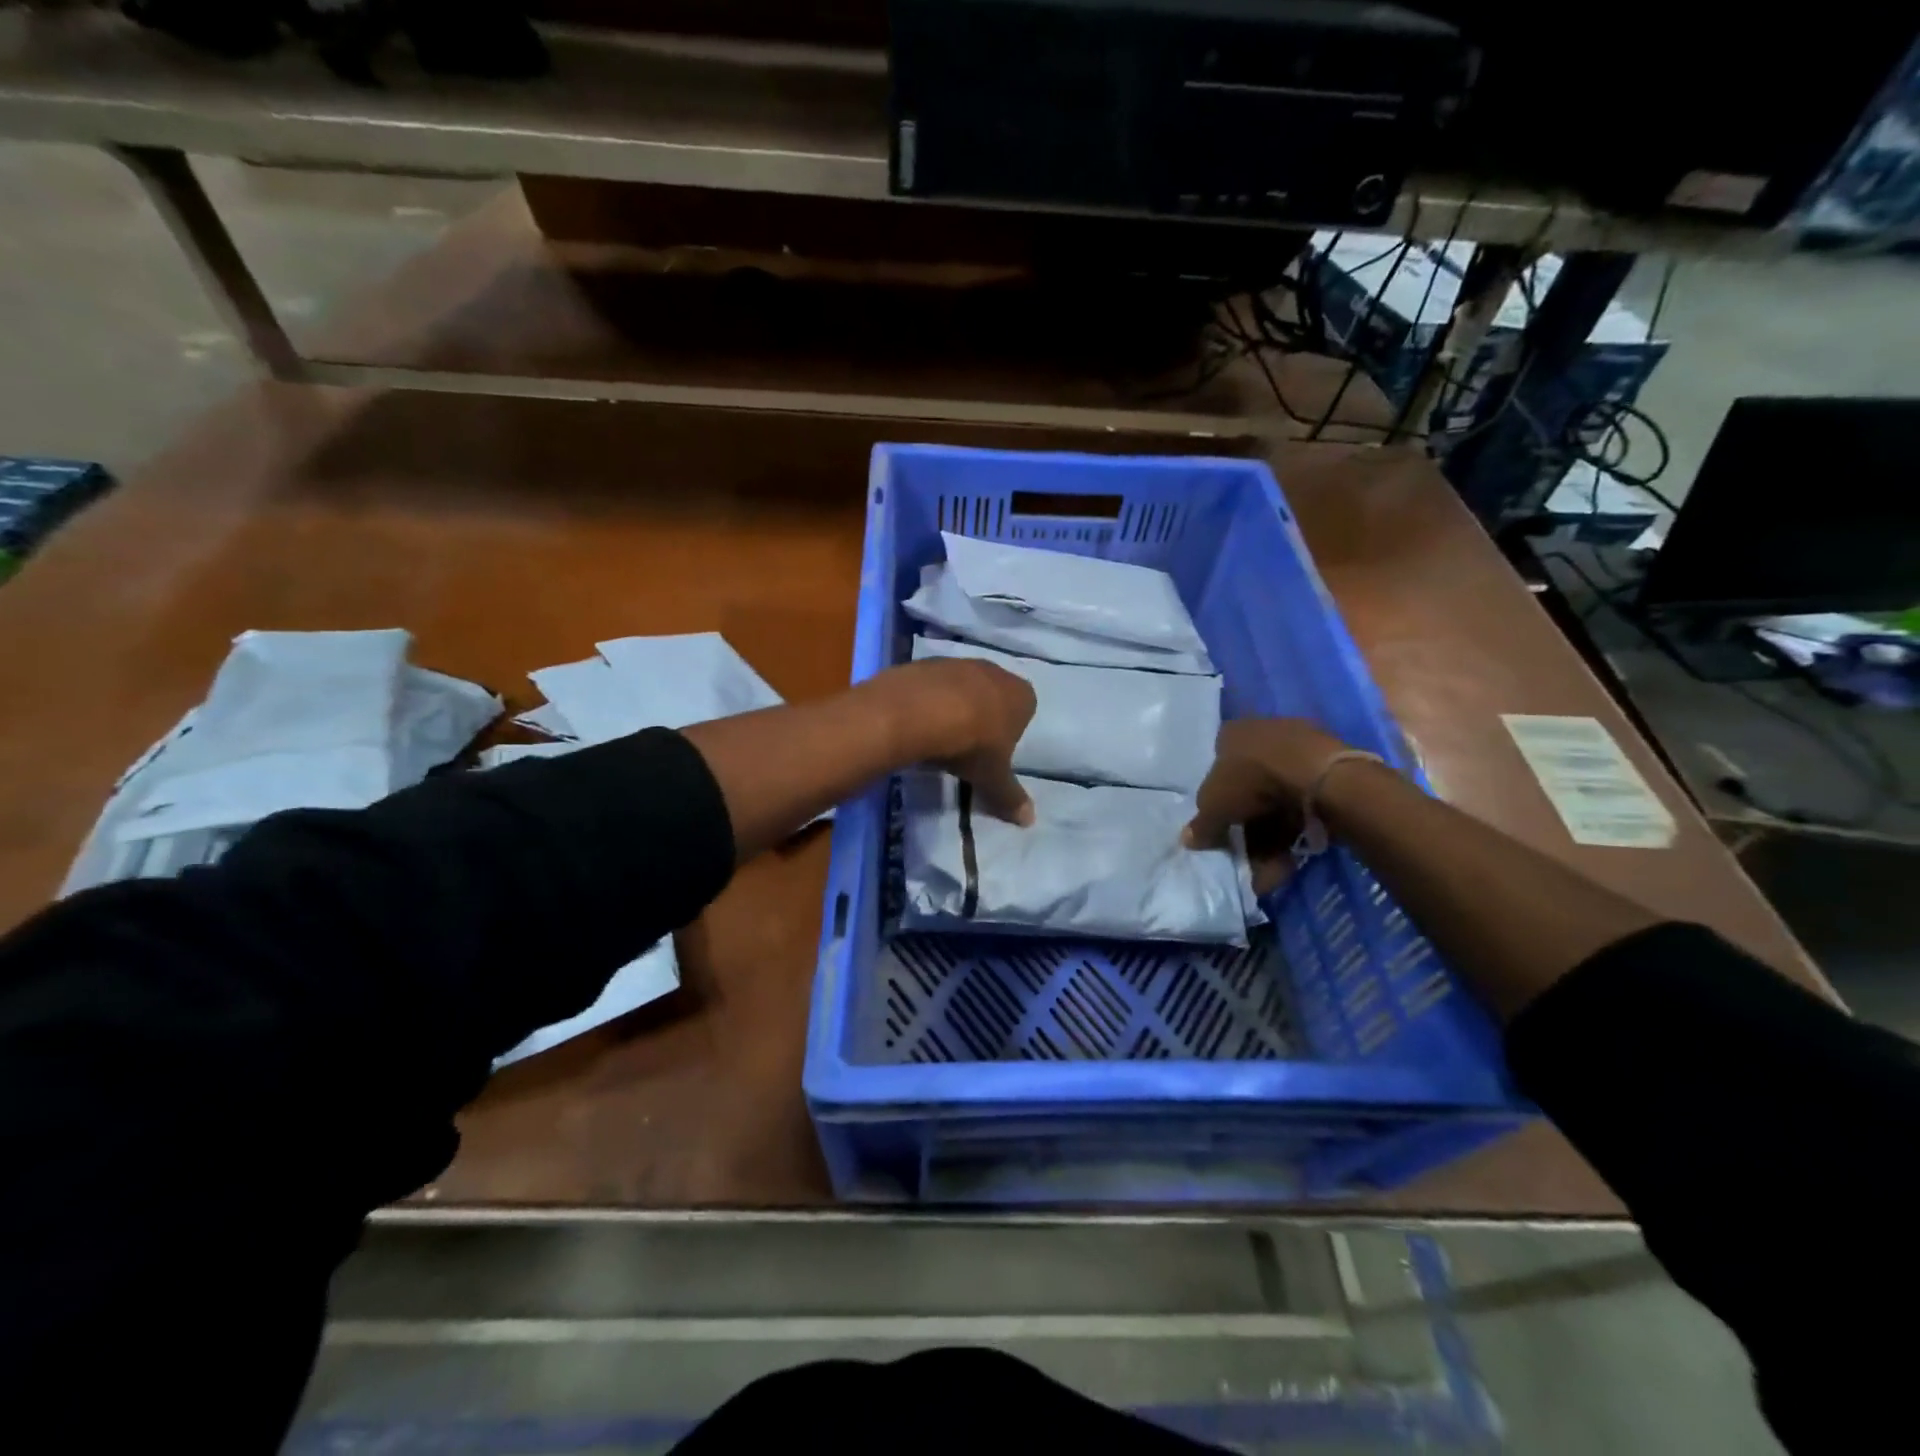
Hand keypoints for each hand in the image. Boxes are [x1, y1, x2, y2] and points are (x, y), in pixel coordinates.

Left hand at [887, 657, 1036, 825]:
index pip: (1025, 711)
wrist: (920, 712)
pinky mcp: (927, 663)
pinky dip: (928, 700)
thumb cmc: (971, 745)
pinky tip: (917, 720)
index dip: (1010, 732)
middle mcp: (995, 671)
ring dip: (954, 706)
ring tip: (938, 734)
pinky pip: (933, 684)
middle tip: (967, 745)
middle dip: (983, 716)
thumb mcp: (992, 778)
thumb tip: (1029, 821)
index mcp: (1021, 695)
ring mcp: (960, 662)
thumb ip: (1010, 797)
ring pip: (963, 687)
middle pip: (994, 695)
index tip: (993, 752)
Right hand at [1182, 718, 1370, 851]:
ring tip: (1272, 869)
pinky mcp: (1328, 767)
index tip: (1222, 827)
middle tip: (1246, 856)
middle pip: (1248, 787)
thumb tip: (1187, 838)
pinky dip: (1295, 830)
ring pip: (1277, 799)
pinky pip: (1302, 802)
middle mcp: (1264, 733)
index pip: (1217, 765)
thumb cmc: (1252, 780)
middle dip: (1246, 827)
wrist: (1318, 776)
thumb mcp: (1214, 807)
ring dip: (1271, 837)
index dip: (1217, 800)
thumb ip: (1201, 825)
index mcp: (1232, 733)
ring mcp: (1299, 748)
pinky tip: (1292, 858)